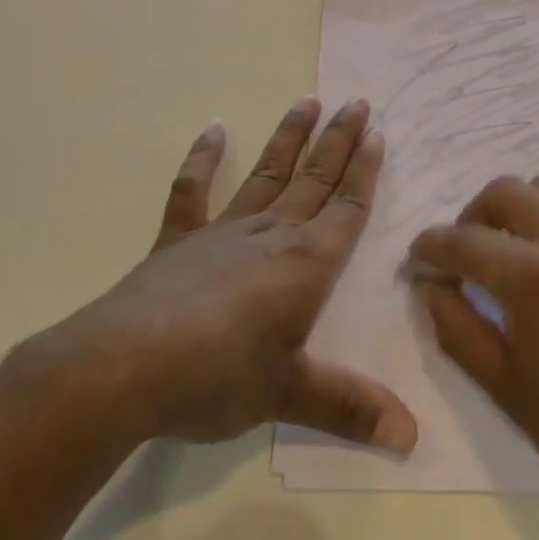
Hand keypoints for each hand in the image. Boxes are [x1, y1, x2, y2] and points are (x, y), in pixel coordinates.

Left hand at [46, 97, 416, 454]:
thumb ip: (350, 408)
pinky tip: (214, 129)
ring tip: (308, 101)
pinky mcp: (178, 241)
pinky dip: (203, 159)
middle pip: (314, 179)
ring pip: (267, 174)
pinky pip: (193, 191)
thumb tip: (413, 438)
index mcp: (304, 264)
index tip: (378, 134)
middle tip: (357, 102)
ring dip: (289, 137)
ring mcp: (222, 232)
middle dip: (339, 141)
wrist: (125, 367)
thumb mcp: (288, 396)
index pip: (347, 209)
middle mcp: (270, 235)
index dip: (365, 172)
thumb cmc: (217, 377)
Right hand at [407, 174, 538, 524]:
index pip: (463, 241)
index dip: (431, 246)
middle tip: (467, 254)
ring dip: (523, 208)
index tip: (420, 258)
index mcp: (533, 278)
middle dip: (472, 217)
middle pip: (505, 192)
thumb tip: (429, 285)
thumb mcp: (503, 385)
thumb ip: (455, 326)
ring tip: (520, 246)